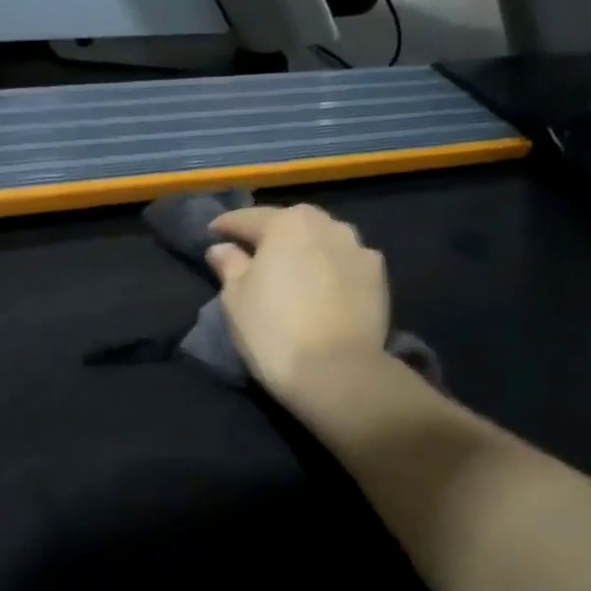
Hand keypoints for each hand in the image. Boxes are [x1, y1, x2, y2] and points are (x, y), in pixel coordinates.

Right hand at [206, 204, 390, 401]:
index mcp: (287, 224)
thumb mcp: (236, 298)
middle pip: (291, 223)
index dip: (227, 226)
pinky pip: (345, 263)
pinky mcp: (378, 277)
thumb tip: (222, 248)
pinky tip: (321, 286)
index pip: (248, 218)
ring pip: (323, 240)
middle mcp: (327, 225)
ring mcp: (358, 249)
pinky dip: (330, 268)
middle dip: (271, 233)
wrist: (338, 372)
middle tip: (253, 252)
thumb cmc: (273, 330)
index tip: (212, 233)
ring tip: (291, 269)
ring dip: (305, 249)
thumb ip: (230, 265)